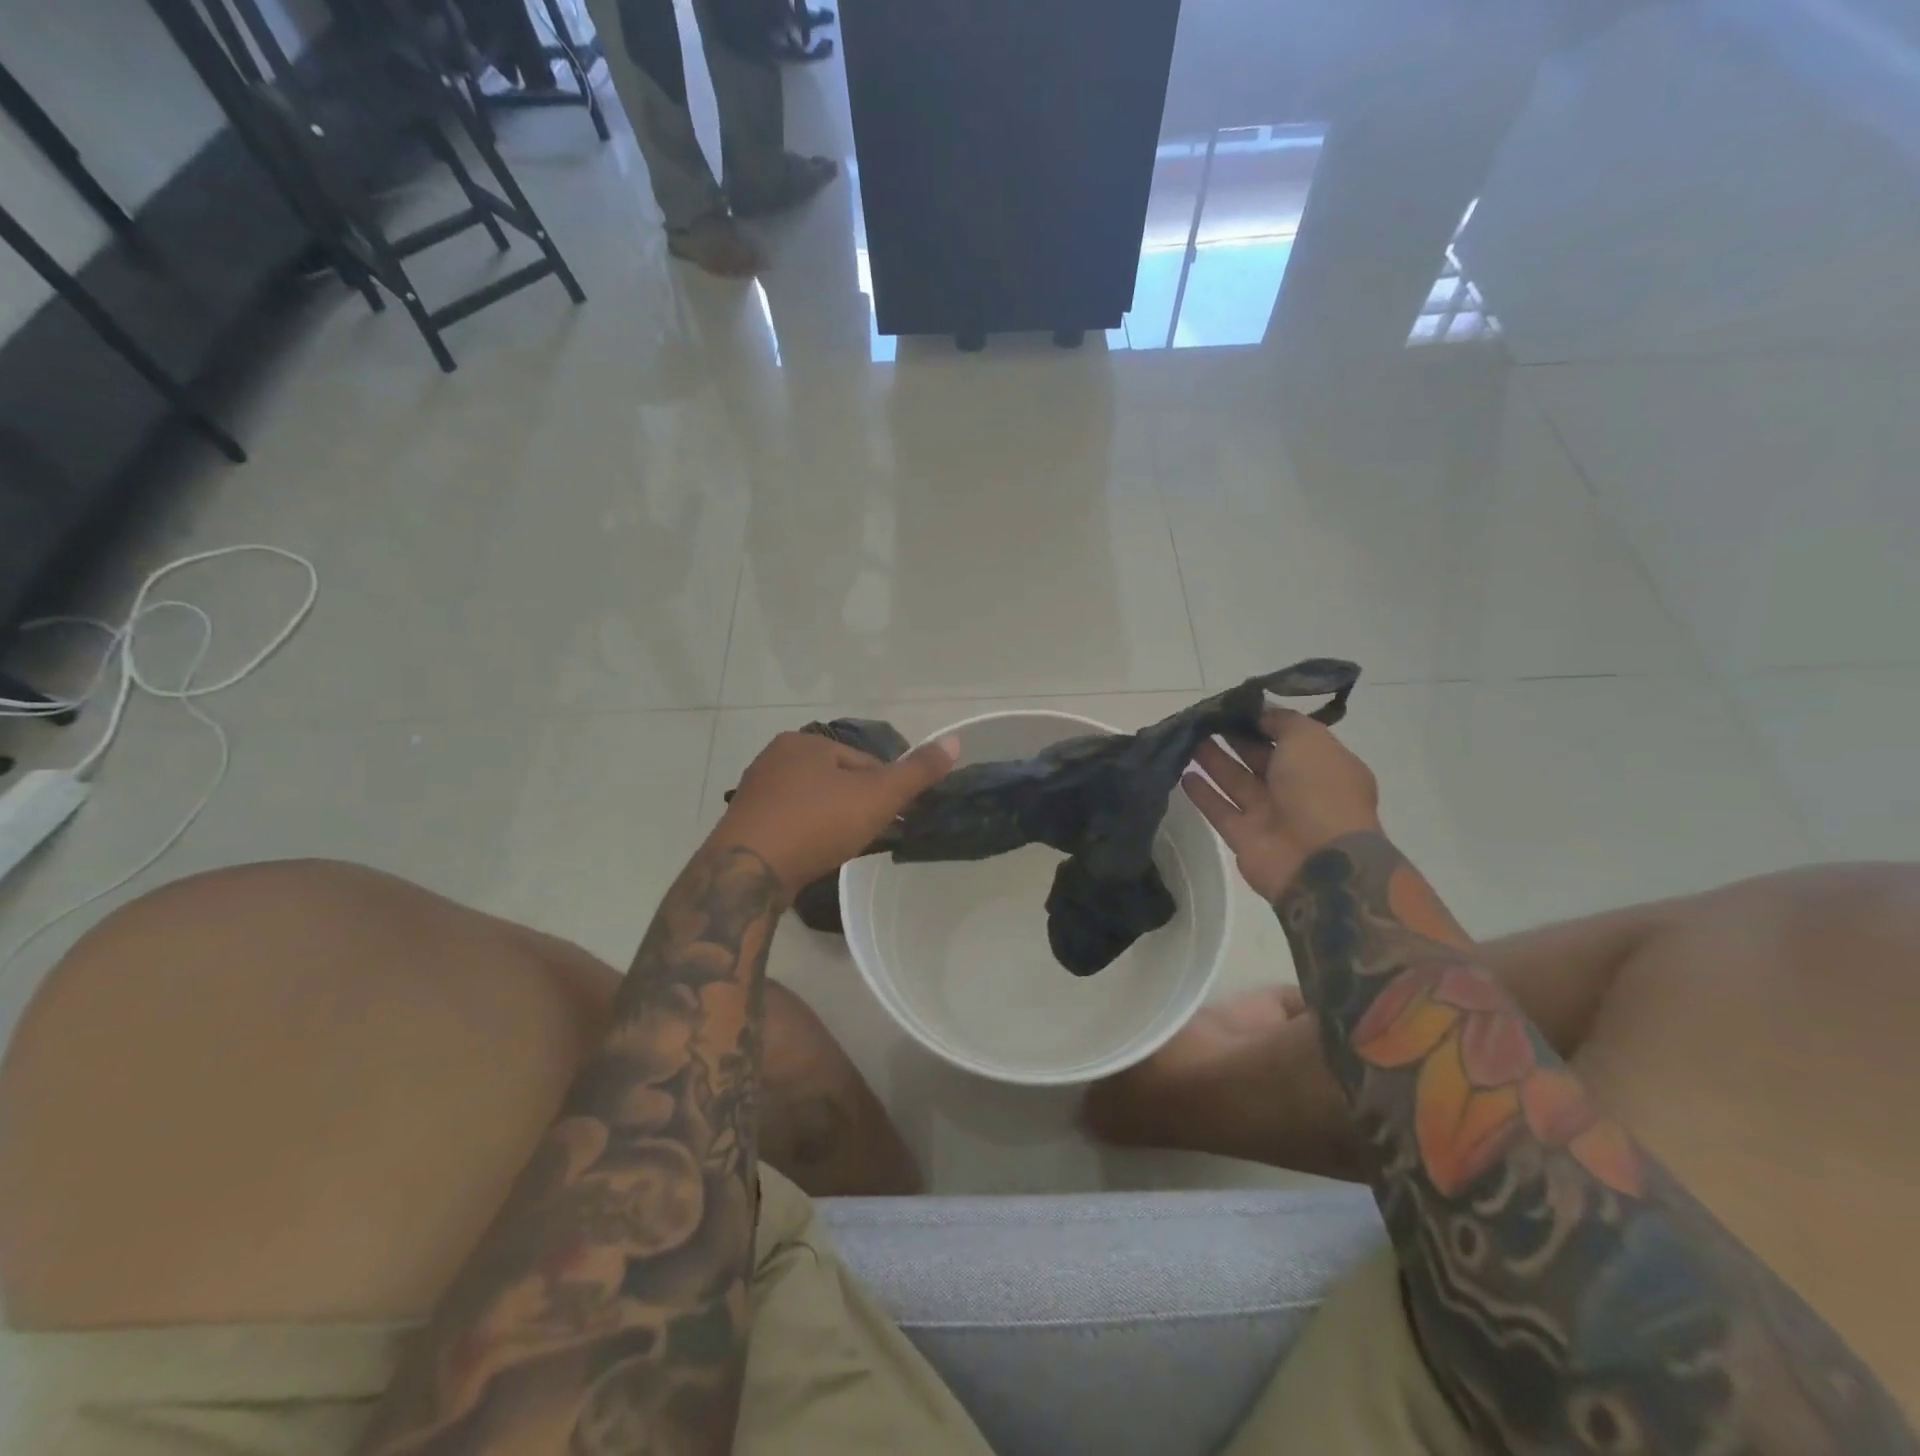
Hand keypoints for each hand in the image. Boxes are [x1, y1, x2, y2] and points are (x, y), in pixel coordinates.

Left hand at [709, 731, 959, 895]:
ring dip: (834, 821)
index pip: (863, 761)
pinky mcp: (744, 824)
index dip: (886, 789)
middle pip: (837, 780)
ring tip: (849, 848)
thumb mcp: (877, 795)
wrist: (746, 872)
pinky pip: (791, 823)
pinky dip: (809, 835)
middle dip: (858, 805)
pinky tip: (817, 855)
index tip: (896, 818)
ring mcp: (756, 792)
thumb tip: (956, 740)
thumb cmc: (816, 823)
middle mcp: (775, 758)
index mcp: (805, 742)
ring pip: (813, 803)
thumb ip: (917, 772)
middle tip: (874, 835)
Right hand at [1184, 708, 1380, 901]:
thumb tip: (1259, 712)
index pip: (1287, 737)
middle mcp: (1296, 789)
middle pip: (1258, 757)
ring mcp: (1269, 815)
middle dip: (1233, 737)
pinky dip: (1202, 793)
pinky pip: (1220, 810)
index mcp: (1321, 765)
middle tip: (1202, 718)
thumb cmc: (1321, 792)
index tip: (1231, 705)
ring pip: (1235, 781)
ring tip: (1186, 739)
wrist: (1320, 863)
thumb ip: (1283, 722)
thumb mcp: (1310, 740)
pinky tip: (1183, 774)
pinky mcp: (1244, 837)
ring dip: (1212, 760)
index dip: (1260, 721)